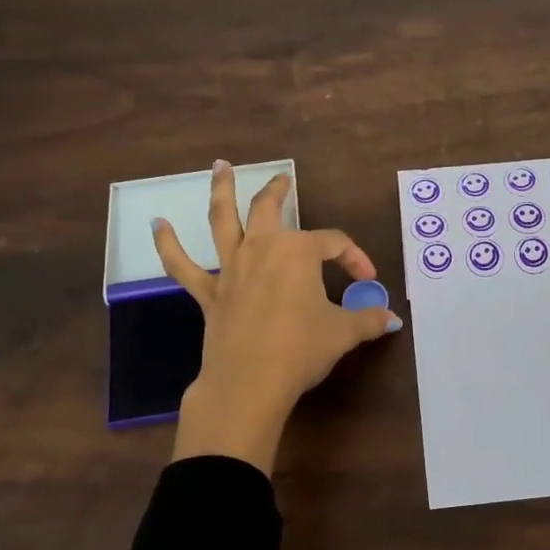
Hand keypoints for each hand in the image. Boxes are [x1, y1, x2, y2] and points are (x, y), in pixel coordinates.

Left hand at [153, 162, 400, 472]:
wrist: (250, 382)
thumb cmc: (302, 349)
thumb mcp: (343, 333)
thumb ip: (368, 320)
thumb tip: (392, 319)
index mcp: (299, 252)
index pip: (334, 244)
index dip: (355, 258)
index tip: (368, 281)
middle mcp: (262, 249)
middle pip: (269, 209)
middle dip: (278, 190)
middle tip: (283, 178)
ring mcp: (231, 268)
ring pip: (223, 220)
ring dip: (221, 191)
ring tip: (219, 167)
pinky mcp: (208, 293)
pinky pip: (183, 265)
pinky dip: (167, 245)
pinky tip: (156, 225)